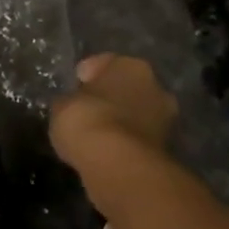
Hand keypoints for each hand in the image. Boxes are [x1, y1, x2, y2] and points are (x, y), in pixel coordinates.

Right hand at [49, 53, 178, 179]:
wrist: (117, 165)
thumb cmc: (87, 120)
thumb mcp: (62, 105)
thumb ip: (71, 100)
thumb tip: (72, 105)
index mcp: (130, 66)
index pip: (105, 63)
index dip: (87, 74)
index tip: (74, 87)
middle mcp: (155, 86)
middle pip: (127, 87)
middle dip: (111, 97)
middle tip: (88, 109)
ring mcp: (165, 118)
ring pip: (136, 112)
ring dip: (121, 120)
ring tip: (97, 133)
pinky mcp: (166, 148)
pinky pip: (138, 137)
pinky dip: (126, 141)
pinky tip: (108, 149)